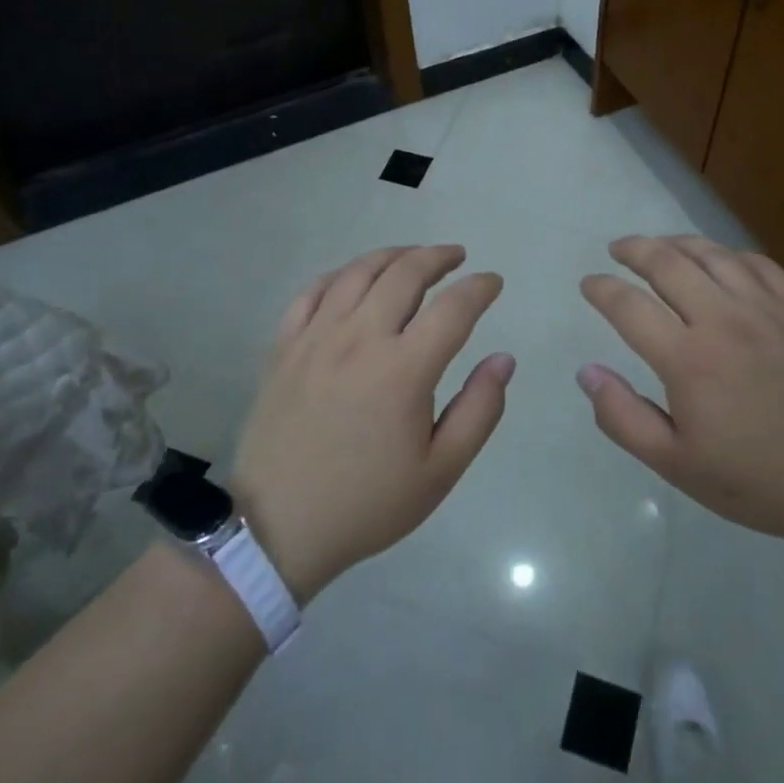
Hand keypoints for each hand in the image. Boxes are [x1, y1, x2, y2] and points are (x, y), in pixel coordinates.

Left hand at [229, 246, 512, 601]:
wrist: (279, 526)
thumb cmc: (368, 502)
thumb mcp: (441, 470)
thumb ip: (480, 409)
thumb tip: (504, 359)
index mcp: (404, 369)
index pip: (454, 307)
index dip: (480, 288)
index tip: (493, 283)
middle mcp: (360, 338)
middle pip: (405, 273)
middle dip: (438, 257)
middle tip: (456, 257)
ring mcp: (316, 337)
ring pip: (359, 272)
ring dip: (393, 256)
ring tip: (413, 257)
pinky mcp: (284, 346)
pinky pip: (313, 291)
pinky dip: (342, 274)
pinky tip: (355, 279)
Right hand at [578, 235, 783, 543]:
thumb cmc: (756, 479)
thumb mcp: (676, 465)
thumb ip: (623, 417)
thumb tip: (587, 372)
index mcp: (688, 359)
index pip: (629, 306)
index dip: (601, 289)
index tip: (589, 284)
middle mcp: (723, 320)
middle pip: (667, 263)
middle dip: (634, 249)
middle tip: (617, 250)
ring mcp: (766, 308)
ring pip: (712, 254)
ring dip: (677, 243)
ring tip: (659, 245)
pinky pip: (758, 263)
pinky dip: (729, 254)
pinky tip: (719, 260)